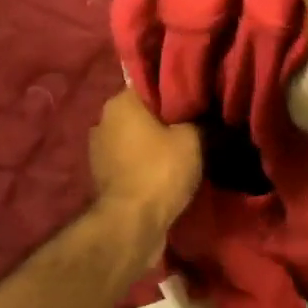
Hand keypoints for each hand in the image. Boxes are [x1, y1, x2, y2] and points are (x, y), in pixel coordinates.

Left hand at [89, 89, 200, 238]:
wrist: (132, 224)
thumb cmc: (160, 171)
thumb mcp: (194, 140)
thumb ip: (201, 121)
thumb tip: (208, 115)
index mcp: (121, 102)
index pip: (151, 83)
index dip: (175, 89)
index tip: (197, 97)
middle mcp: (103, 120)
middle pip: (142, 111)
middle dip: (164, 117)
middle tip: (195, 124)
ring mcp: (99, 150)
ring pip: (135, 137)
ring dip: (154, 142)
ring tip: (183, 149)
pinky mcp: (102, 177)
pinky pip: (130, 160)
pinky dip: (145, 163)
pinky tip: (166, 170)